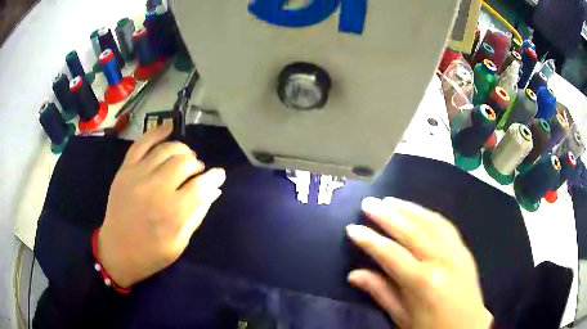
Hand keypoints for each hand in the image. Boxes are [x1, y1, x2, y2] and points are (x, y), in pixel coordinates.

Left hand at [98, 124, 225, 287]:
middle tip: (195, 173)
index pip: (201, 185)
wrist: (117, 251)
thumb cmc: (152, 253)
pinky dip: (157, 132)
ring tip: (184, 158)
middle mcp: (156, 189)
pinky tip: (168, 127)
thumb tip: (214, 189)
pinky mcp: (125, 170)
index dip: (214, 177)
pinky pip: (142, 143)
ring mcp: (138, 176)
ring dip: (182, 150)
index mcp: (173, 213)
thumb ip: (197, 214)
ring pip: (167, 149)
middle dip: (196, 165)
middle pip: (185, 162)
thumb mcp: (180, 242)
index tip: (219, 174)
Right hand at [347, 197, 492, 328]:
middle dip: (387, 215)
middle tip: (368, 203)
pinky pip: (446, 226)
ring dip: (408, 209)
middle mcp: (442, 261)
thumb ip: (380, 293)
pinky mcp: (465, 250)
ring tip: (390, 200)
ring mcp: (457, 252)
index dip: (369, 240)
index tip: (352, 228)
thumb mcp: (402, 318)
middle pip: (412, 231)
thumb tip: (353, 274)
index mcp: (423, 283)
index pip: (391, 254)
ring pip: (431, 222)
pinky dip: (428, 215)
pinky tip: (418, 210)